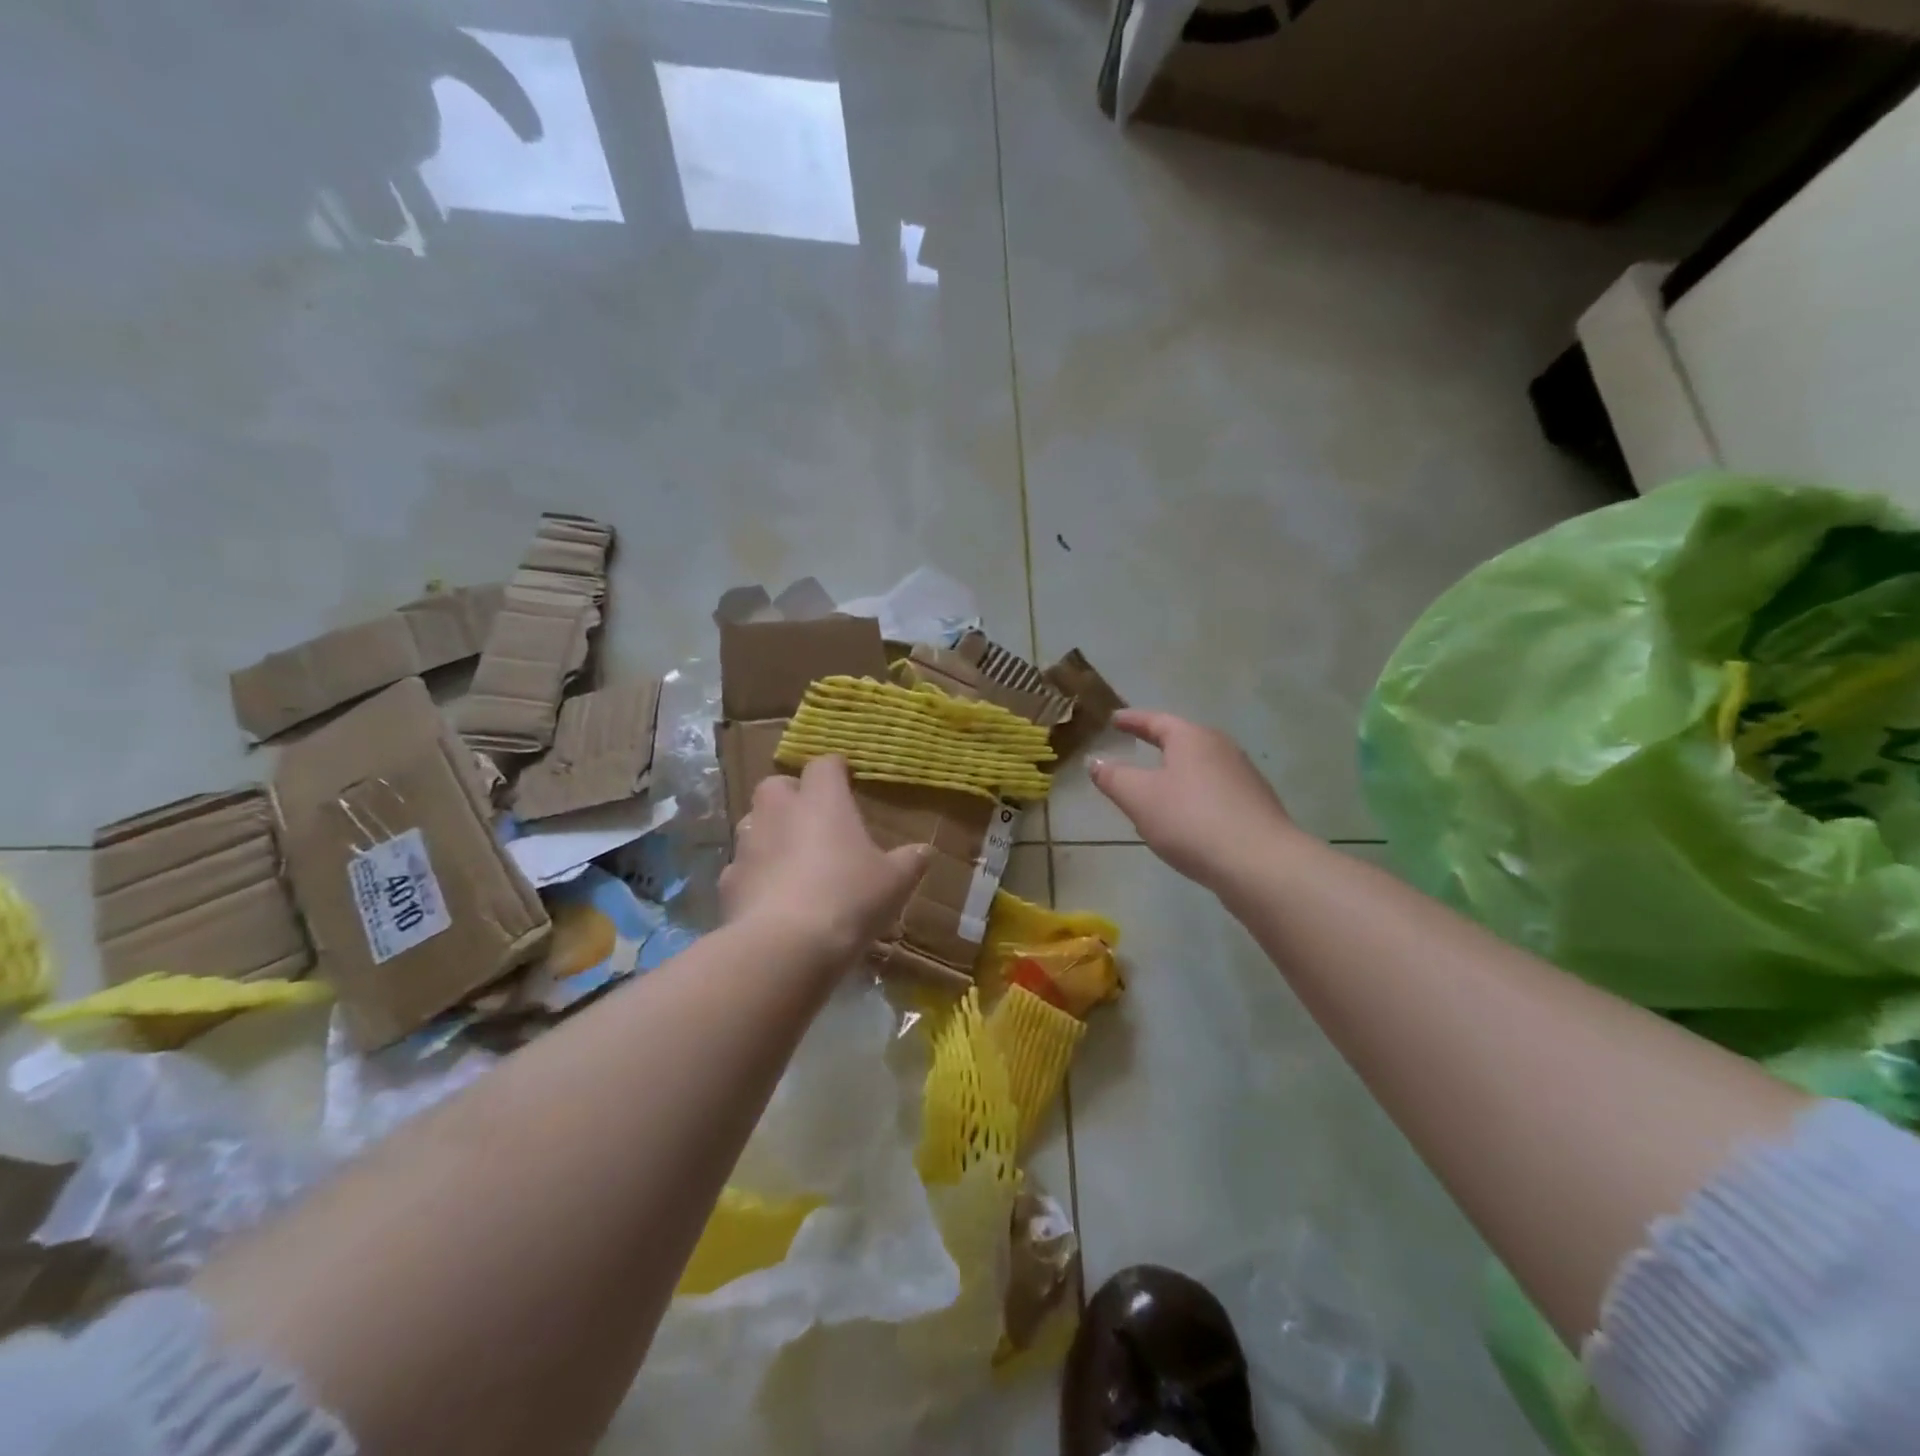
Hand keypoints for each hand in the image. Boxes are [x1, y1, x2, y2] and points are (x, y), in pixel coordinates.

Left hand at [720, 756, 930, 967]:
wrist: (785, 946)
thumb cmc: (848, 898)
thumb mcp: (894, 882)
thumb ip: (910, 861)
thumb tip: (925, 851)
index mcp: (822, 801)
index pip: (824, 765)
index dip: (836, 770)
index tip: (847, 779)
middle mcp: (779, 812)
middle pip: (777, 785)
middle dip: (792, 795)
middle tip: (813, 817)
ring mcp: (748, 845)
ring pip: (754, 823)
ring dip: (770, 832)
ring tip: (791, 857)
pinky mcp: (728, 881)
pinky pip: (742, 866)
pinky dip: (755, 874)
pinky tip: (771, 896)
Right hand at [1089, 710, 1297, 888]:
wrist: (1259, 864)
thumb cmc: (1191, 820)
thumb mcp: (1139, 798)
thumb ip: (1113, 777)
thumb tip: (1094, 761)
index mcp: (1192, 738)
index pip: (1156, 721)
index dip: (1132, 720)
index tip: (1114, 719)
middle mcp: (1222, 749)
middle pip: (1184, 740)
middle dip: (1158, 743)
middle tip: (1136, 746)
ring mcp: (1243, 777)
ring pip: (1201, 767)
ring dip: (1177, 772)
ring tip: (1157, 786)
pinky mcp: (1255, 806)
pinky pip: (1215, 792)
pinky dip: (1194, 796)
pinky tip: (1187, 818)